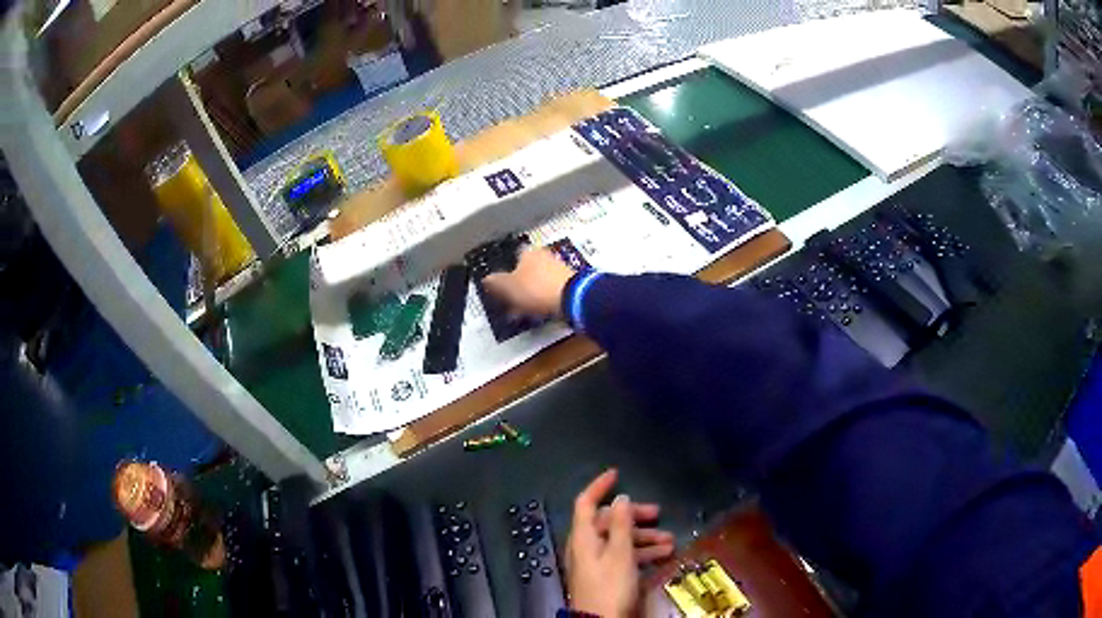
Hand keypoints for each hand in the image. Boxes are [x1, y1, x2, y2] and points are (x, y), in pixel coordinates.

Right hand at [483, 248, 575, 318]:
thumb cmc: (537, 289)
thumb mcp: (508, 287)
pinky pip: (550, 290)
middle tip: (511, 302)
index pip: (511, 259)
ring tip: (524, 311)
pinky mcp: (569, 282)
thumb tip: (486, 279)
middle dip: (518, 286)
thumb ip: (495, 282)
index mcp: (527, 252)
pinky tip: (540, 311)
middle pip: (525, 271)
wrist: (572, 299)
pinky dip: (543, 299)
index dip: (504, 275)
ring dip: (530, 294)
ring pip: (537, 281)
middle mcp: (543, 255)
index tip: (501, 289)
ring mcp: (558, 268)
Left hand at [566, 469, 675, 617]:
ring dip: (643, 538)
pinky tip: (662, 556)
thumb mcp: (620, 553)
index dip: (599, 486)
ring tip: (669, 541)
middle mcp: (586, 546)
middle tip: (658, 514)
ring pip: (619, 541)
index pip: (586, 503)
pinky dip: (640, 553)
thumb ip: (620, 525)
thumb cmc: (610, 586)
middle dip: (634, 516)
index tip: (617, 473)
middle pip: (607, 522)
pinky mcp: (605, 577)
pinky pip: (623, 557)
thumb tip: (620, 498)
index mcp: (583, 537)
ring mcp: (595, 563)